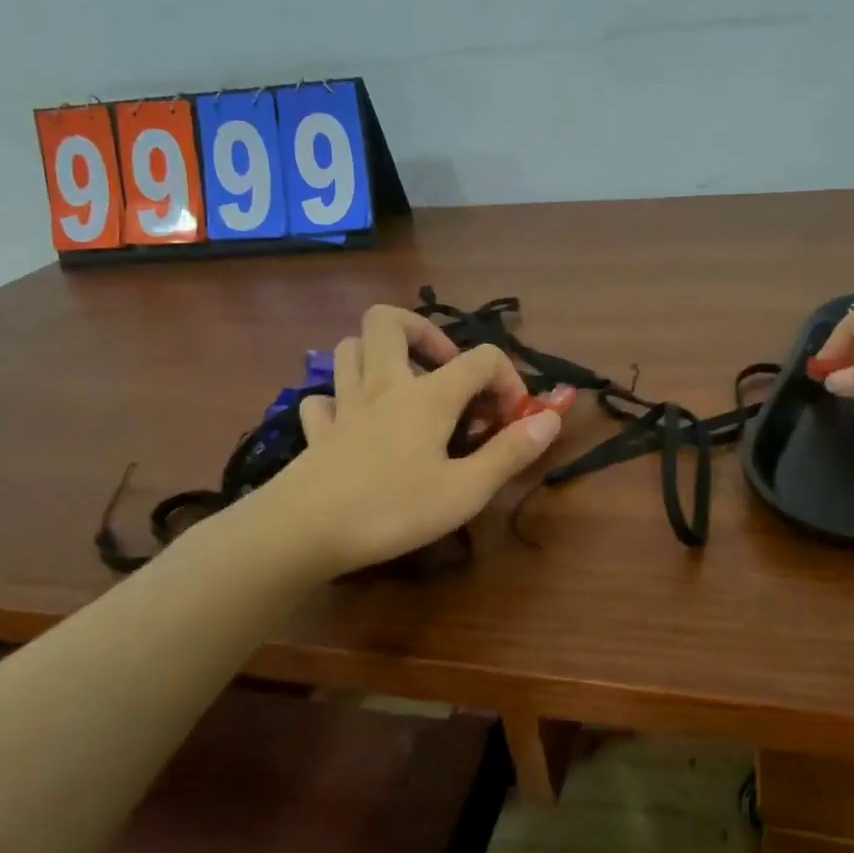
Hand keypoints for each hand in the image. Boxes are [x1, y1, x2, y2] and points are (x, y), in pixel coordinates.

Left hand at [249, 306, 564, 576]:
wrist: (302, 532)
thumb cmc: (392, 509)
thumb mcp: (466, 489)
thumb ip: (511, 451)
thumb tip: (551, 418)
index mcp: (428, 395)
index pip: (481, 358)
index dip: (508, 380)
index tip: (512, 419)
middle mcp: (384, 385)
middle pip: (389, 320)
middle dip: (424, 332)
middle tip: (444, 371)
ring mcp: (343, 404)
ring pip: (350, 348)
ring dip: (380, 356)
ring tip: (403, 388)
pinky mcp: (316, 431)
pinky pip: (323, 397)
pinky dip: (341, 400)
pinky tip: (355, 423)